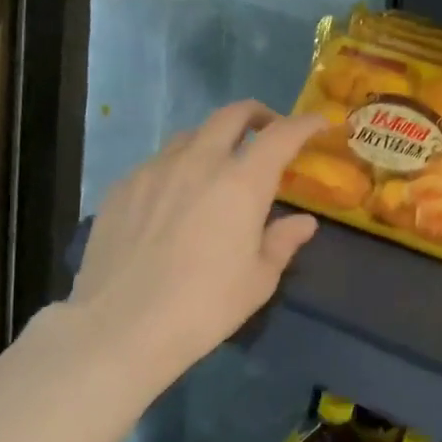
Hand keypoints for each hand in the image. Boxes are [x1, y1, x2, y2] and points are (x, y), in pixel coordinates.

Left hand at [67, 101, 326, 386]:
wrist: (121, 327)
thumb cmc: (205, 306)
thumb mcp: (259, 279)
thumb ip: (283, 241)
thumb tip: (304, 222)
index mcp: (241, 183)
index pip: (281, 135)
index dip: (305, 124)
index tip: (319, 123)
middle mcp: (199, 163)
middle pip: (232, 115)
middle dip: (258, 115)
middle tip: (269, 130)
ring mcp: (155, 170)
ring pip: (191, 135)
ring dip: (215, 140)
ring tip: (220, 166)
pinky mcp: (123, 187)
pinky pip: (158, 162)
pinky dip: (179, 167)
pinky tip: (176, 198)